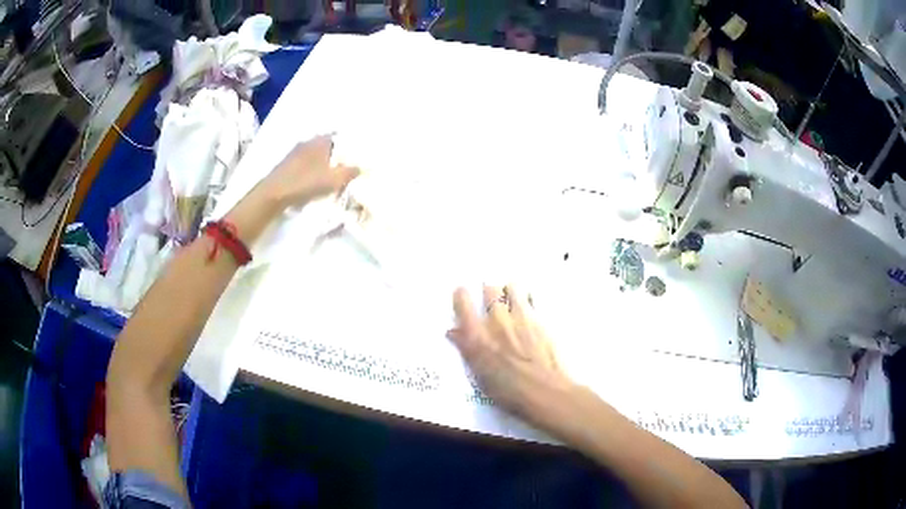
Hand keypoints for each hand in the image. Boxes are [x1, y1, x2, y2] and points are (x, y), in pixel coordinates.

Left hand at [261, 135, 359, 208]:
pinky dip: (310, 171)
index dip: (348, 147)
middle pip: (327, 146)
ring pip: (314, 155)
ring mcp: (295, 152)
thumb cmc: (306, 182)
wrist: (274, 193)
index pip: (340, 138)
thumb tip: (361, 167)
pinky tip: (313, 182)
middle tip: (344, 169)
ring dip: (321, 164)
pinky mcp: (286, 164)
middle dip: (335, 156)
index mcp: (321, 140)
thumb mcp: (334, 180)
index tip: (354, 158)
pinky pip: (304, 164)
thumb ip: (350, 172)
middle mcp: (308, 142)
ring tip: (329, 177)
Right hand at [448, 285, 576, 427]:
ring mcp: (520, 318)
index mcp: (477, 336)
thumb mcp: (480, 374)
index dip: (461, 295)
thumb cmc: (507, 391)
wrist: (543, 390)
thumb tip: (453, 332)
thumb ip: (466, 349)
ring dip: (509, 290)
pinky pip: (531, 299)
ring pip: (512, 287)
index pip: (462, 302)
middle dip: (488, 290)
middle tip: (489, 297)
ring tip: (511, 296)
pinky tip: (529, 306)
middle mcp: (497, 321)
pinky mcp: (539, 320)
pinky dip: (528, 298)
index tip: (462, 295)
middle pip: (489, 288)